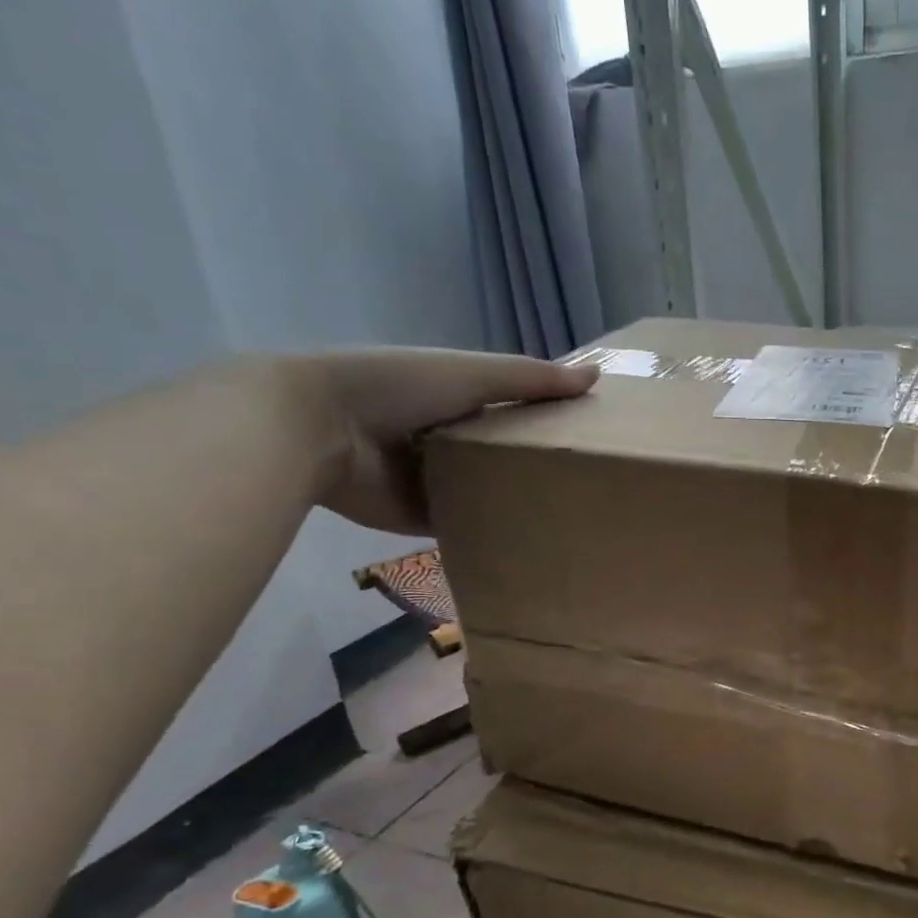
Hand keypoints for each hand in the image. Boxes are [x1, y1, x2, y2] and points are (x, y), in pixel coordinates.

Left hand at [276, 349, 596, 532]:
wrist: (319, 427)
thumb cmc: (398, 387)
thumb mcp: (472, 374)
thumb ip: (531, 380)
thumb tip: (598, 376)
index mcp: (458, 400)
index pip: (515, 411)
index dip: (550, 420)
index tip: (593, 436)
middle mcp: (449, 440)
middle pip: (504, 455)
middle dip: (538, 466)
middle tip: (592, 485)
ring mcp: (435, 480)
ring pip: (488, 492)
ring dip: (518, 502)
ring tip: (574, 517)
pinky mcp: (422, 516)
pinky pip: (466, 525)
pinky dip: (491, 531)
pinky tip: (533, 542)